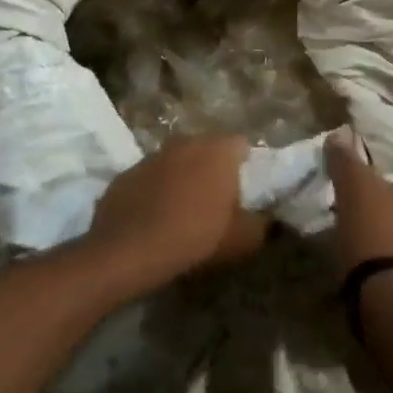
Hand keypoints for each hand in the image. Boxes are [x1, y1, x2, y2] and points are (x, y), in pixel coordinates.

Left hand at [87, 134, 269, 291]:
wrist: (128, 250)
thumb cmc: (194, 237)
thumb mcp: (242, 240)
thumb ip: (261, 224)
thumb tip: (266, 219)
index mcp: (218, 150)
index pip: (242, 145)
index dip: (246, 167)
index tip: (245, 192)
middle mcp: (186, 141)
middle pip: (208, 150)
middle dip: (213, 170)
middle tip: (217, 202)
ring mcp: (153, 155)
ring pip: (177, 161)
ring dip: (183, 178)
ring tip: (184, 211)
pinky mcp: (126, 173)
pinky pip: (151, 178)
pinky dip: (156, 191)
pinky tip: (155, 218)